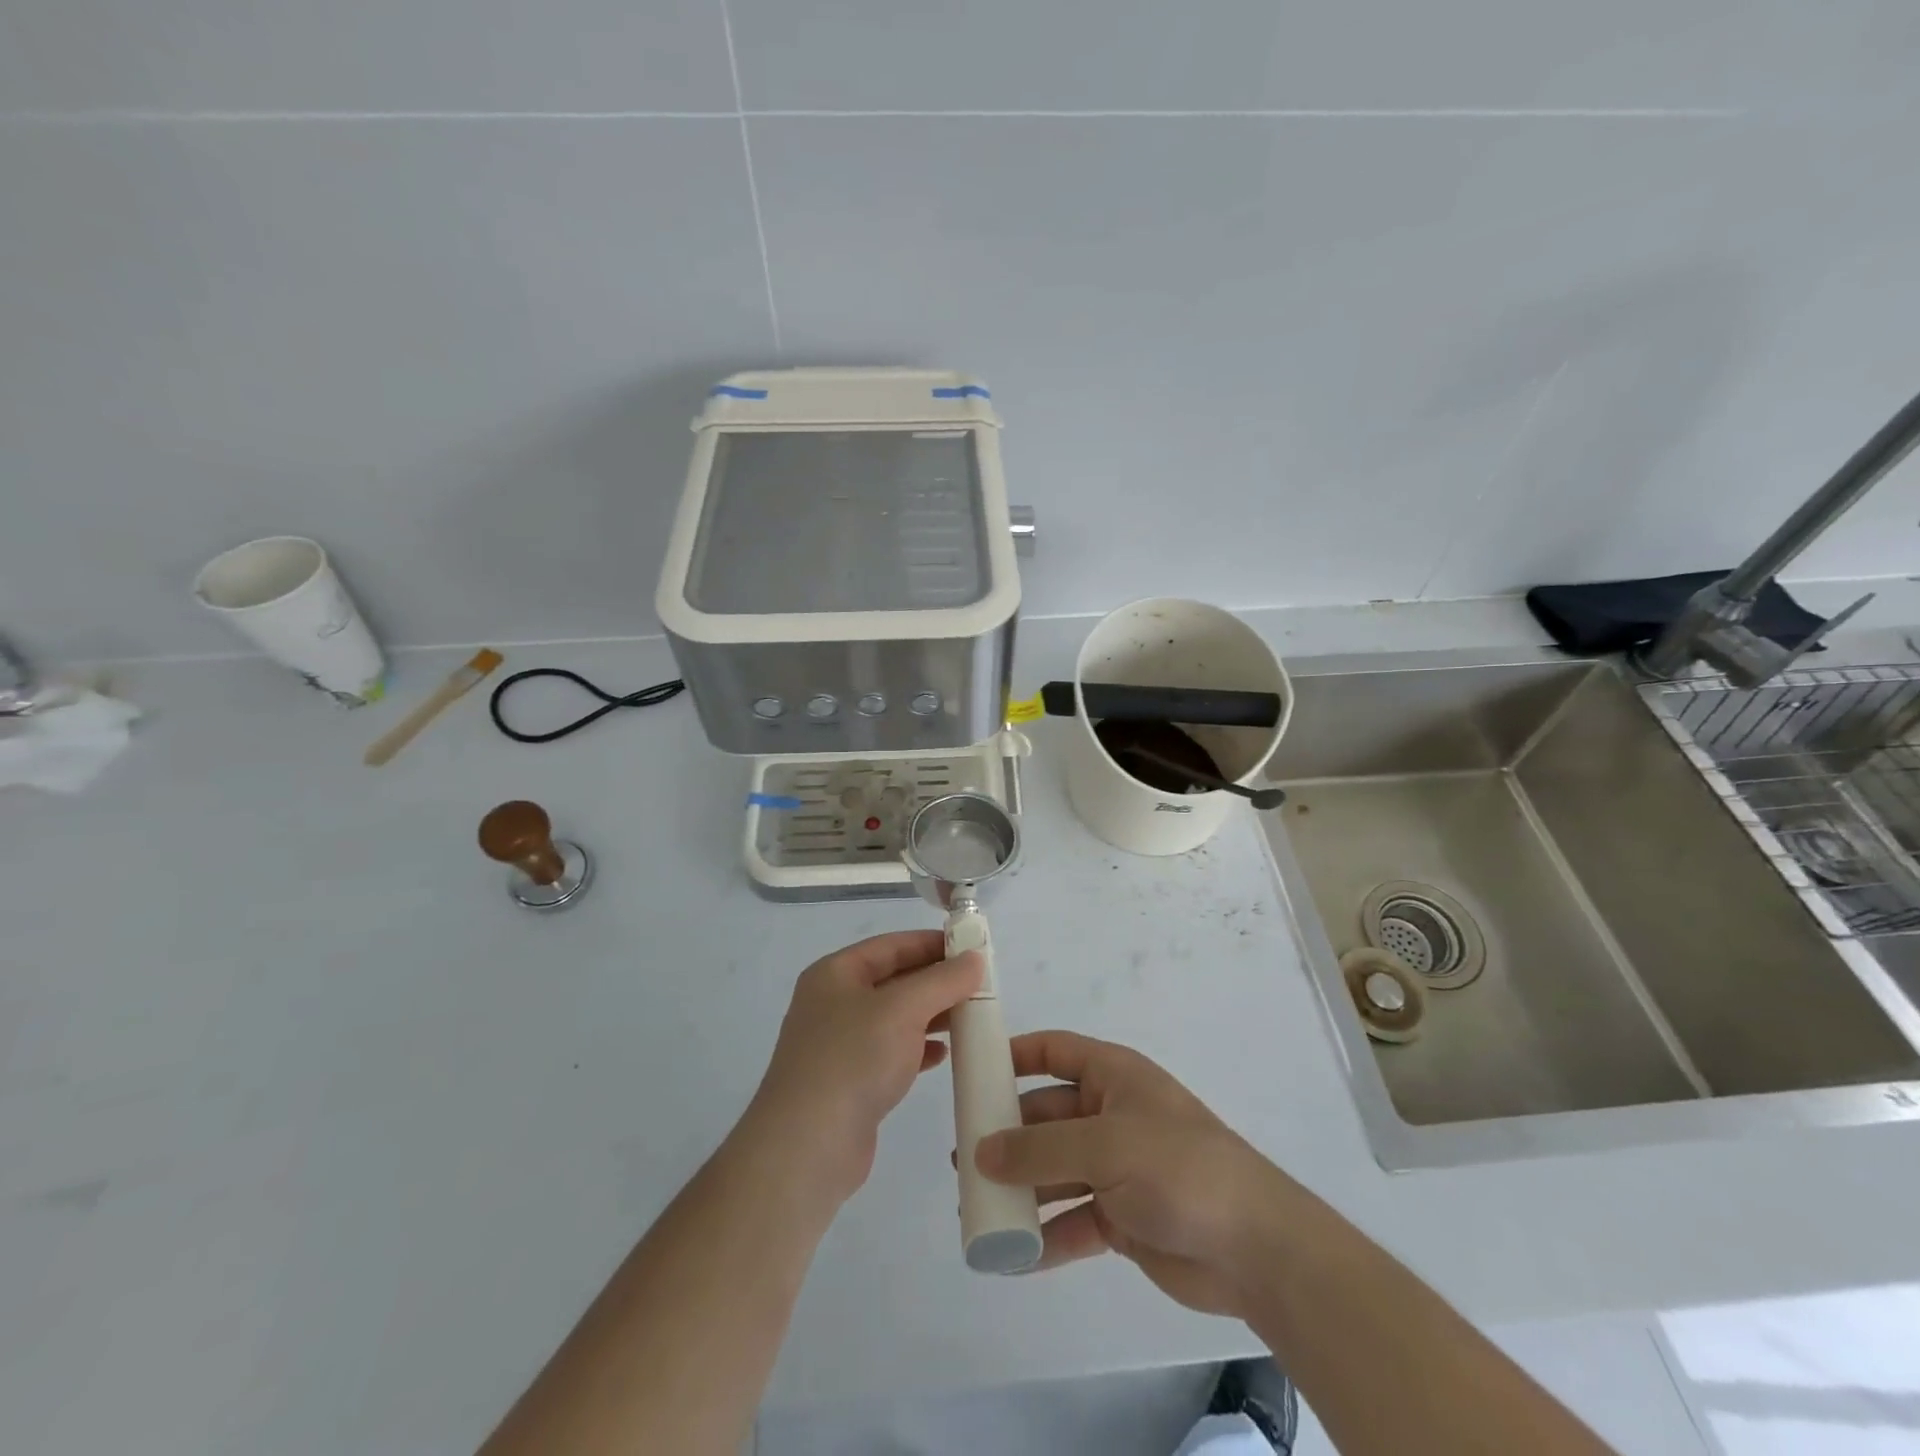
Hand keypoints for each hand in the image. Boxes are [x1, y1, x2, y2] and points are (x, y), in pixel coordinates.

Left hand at [747, 931, 981, 1203]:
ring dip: (932, 1015)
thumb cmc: (853, 1060)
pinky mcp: (850, 1082)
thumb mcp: (903, 1009)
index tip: (972, 948)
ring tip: (970, 1017)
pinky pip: (891, 1052)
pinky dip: (918, 1049)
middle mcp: (834, 1003)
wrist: (807, 1148)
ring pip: (895, 1018)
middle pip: (894, 980)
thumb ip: (942, 980)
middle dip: (936, 981)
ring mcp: (839, 1044)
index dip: (931, 943)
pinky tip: (943, 1055)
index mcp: (835, 973)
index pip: (891, 946)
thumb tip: (974, 958)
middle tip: (980, 985)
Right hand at [974, 1031, 1294, 1318]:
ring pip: (1055, 1171)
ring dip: (1020, 1189)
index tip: (972, 1073)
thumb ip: (1039, 1150)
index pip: (1054, 1052)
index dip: (1014, 1056)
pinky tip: (1011, 1256)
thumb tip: (981, 1152)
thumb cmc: (1177, 1168)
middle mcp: (1111, 1115)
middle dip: (1008, 1135)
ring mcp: (1117, 1168)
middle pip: (1047, 1116)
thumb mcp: (1104, 1147)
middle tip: (963, 1157)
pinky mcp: (1122, 1217)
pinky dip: (1045, 1236)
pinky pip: (1072, 1220)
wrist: (1255, 1248)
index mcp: (1113, 1077)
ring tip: (975, 1206)